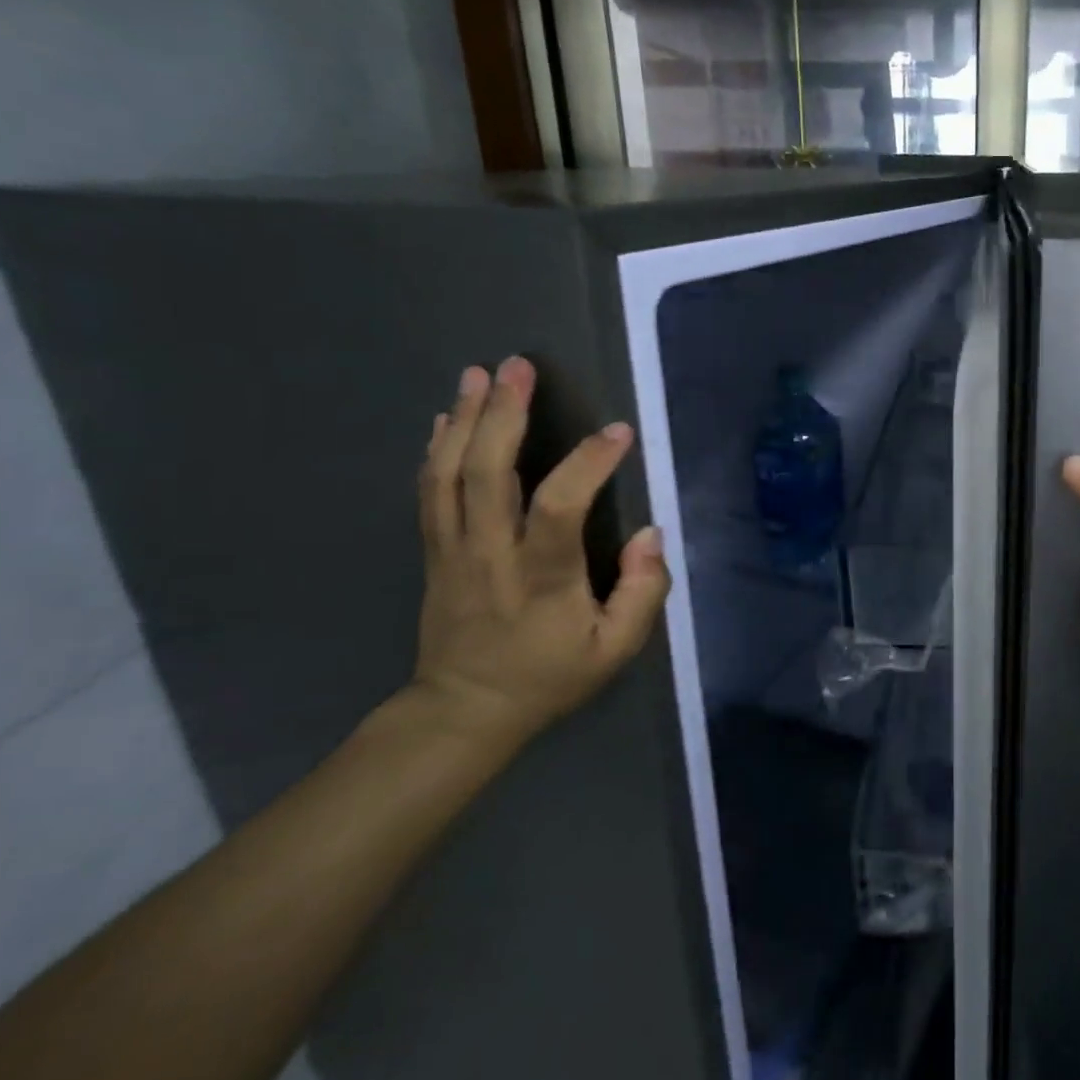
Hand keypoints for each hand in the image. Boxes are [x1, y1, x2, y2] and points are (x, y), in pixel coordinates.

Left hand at [412, 357, 668, 746]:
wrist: (464, 712)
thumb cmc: (550, 677)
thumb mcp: (616, 650)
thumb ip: (642, 592)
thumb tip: (650, 534)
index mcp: (540, 579)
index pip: (559, 508)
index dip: (587, 464)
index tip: (618, 432)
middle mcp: (490, 554)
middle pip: (486, 474)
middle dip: (502, 414)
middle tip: (518, 367)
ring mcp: (453, 551)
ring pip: (449, 474)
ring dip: (464, 419)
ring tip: (478, 374)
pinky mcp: (434, 552)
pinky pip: (429, 492)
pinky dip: (436, 448)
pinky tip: (445, 417)